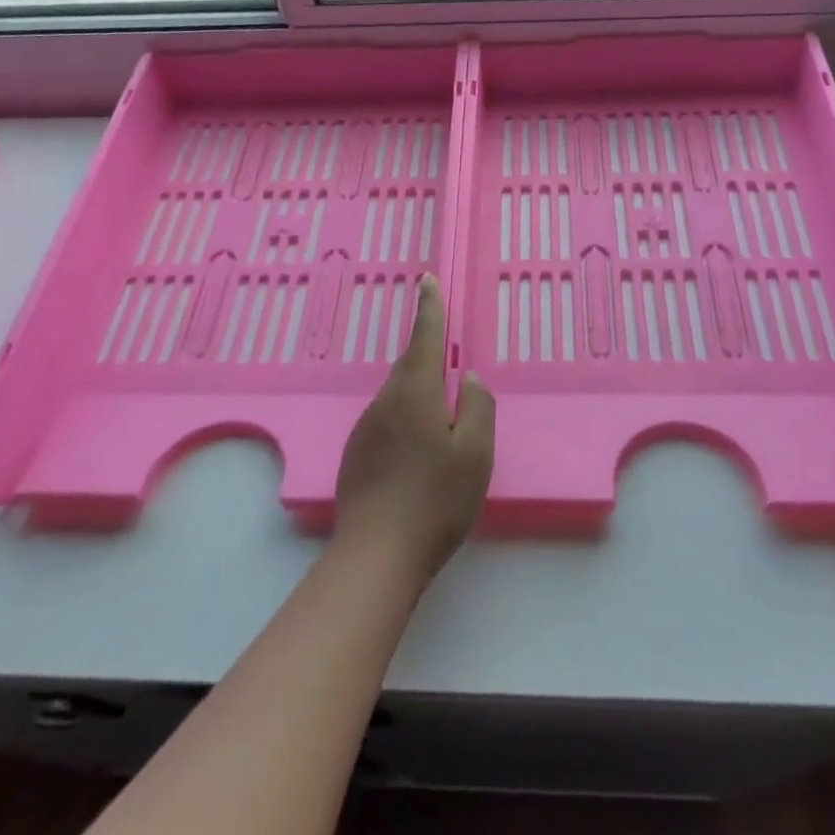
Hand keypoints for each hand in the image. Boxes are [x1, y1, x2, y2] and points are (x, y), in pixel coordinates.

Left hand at [334, 274, 494, 585]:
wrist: (376, 555)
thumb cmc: (436, 499)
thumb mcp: (475, 452)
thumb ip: (479, 407)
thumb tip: (471, 379)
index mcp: (415, 392)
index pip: (425, 337)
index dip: (429, 307)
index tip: (427, 279)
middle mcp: (384, 401)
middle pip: (410, 368)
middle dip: (429, 361)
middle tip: (452, 372)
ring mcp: (365, 429)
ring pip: (398, 398)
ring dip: (419, 399)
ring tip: (441, 429)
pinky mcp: (355, 455)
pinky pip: (387, 424)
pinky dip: (405, 425)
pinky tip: (417, 459)